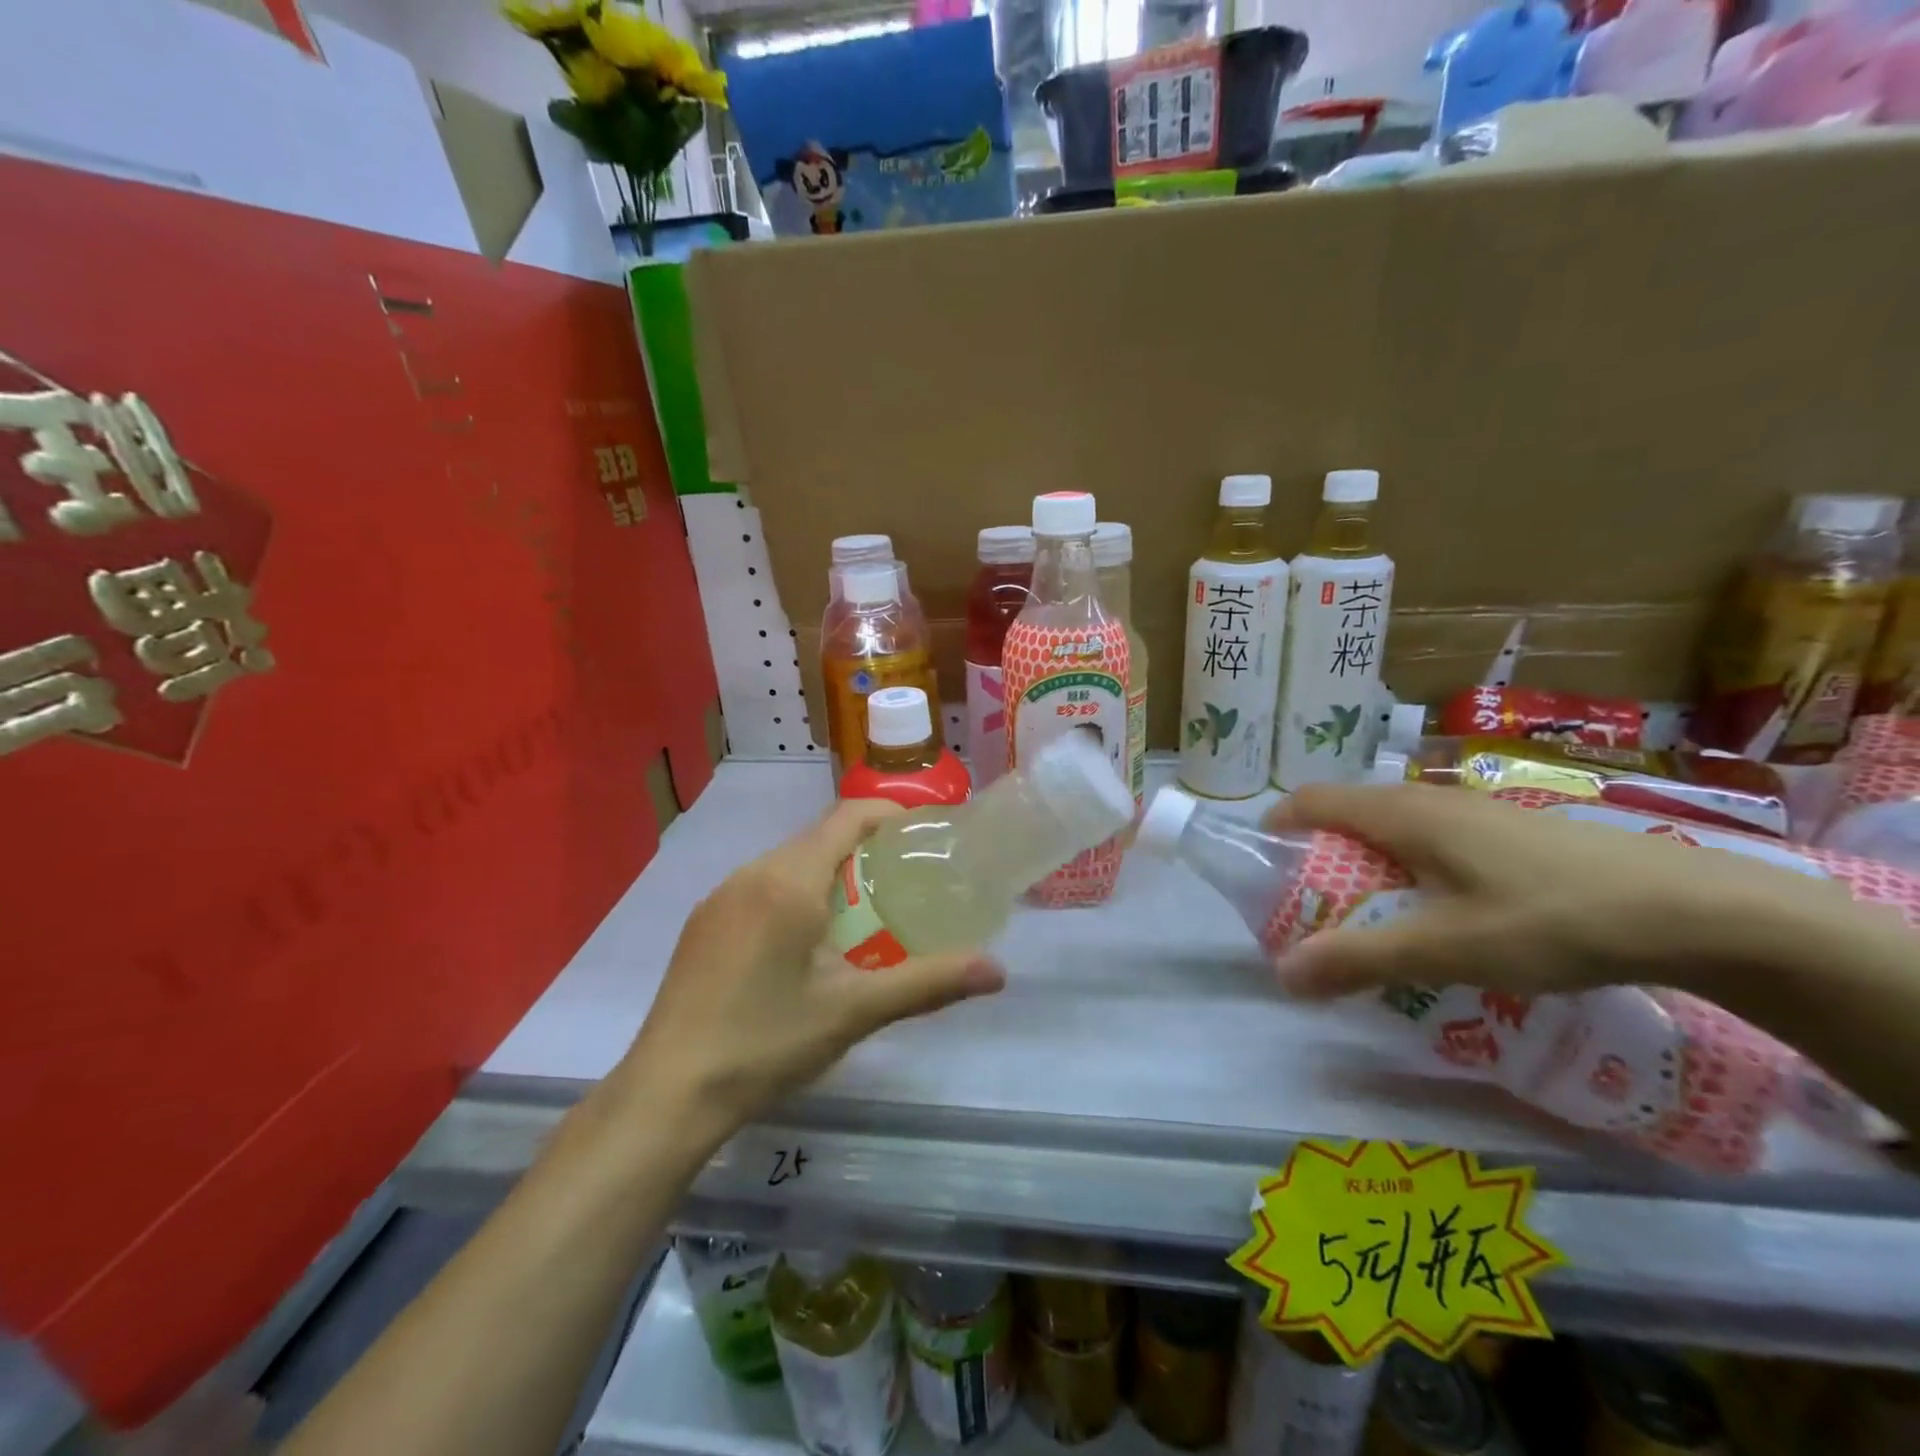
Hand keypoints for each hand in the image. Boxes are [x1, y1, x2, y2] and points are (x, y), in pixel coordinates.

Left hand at [623, 800, 1004, 1133]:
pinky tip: (806, 942)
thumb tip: (998, 971)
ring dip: (829, 872)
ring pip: (788, 862)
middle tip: (906, 881)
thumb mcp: (854, 1011)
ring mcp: (721, 897)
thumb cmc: (766, 1042)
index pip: (848, 816)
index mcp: (789, 880)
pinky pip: (761, 886)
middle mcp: (752, 873)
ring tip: (865, 911)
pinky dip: (796, 893)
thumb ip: (928, 983)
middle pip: (819, 837)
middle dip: (866, 848)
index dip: (892, 814)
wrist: (668, 1092)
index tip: (927, 833)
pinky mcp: (704, 923)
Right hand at [1264, 782, 1856, 1003]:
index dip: (1277, 827)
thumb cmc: (1550, 918)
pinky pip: (1433, 842)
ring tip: (1374, 922)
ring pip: (1394, 831)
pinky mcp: (1512, 834)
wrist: (1696, 910)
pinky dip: (1410, 872)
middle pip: (1348, 815)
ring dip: (1366, 867)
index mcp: (1400, 813)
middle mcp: (1429, 800)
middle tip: (1314, 912)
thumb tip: (1282, 976)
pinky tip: (1443, 919)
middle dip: (1317, 857)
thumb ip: (1359, 959)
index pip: (1311, 800)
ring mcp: (1475, 814)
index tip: (1263, 871)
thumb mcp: (1445, 948)